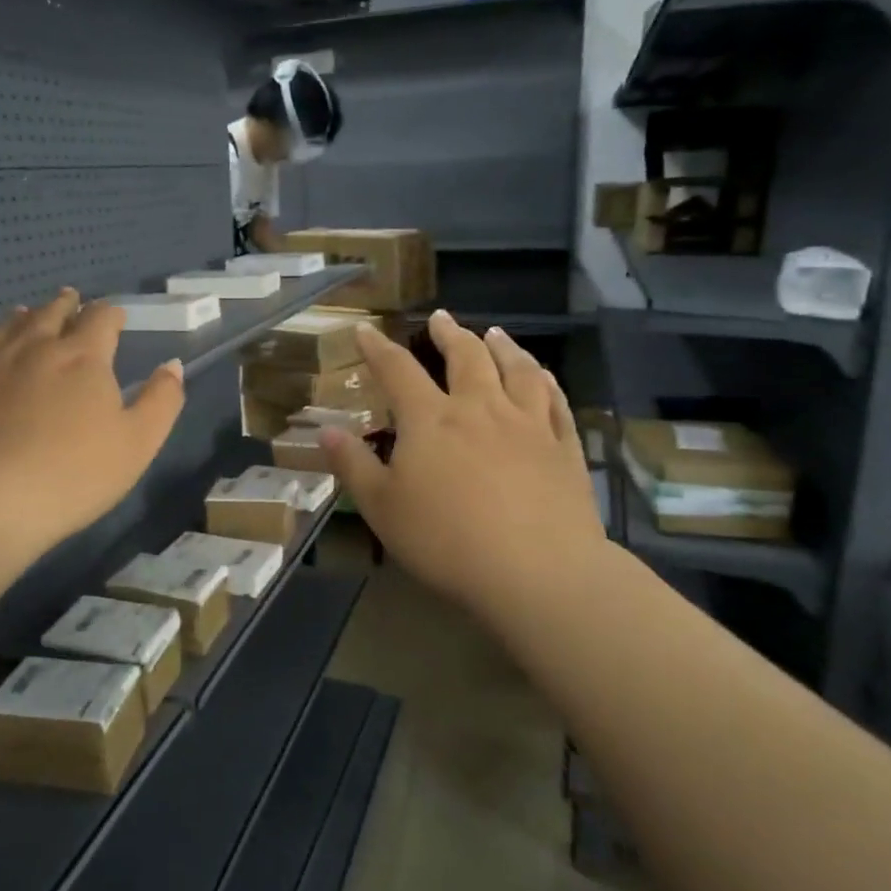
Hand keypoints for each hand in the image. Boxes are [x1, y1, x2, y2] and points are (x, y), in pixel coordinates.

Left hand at [0, 289, 185, 563]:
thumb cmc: (71, 477)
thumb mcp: (137, 445)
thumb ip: (161, 401)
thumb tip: (172, 364)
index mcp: (82, 358)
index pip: (101, 320)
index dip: (110, 314)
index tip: (115, 317)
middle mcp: (32, 346)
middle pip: (51, 313)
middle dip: (66, 305)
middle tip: (70, 299)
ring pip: (5, 325)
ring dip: (21, 316)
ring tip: (26, 311)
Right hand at [320, 312, 607, 622]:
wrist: (536, 571)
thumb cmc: (446, 540)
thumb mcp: (382, 508)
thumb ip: (353, 465)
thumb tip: (327, 430)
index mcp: (431, 420)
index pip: (398, 370)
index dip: (377, 348)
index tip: (365, 330)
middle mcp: (480, 408)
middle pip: (466, 356)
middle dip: (449, 334)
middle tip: (441, 319)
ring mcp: (528, 424)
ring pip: (517, 369)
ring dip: (503, 347)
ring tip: (495, 333)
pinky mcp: (563, 447)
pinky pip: (556, 401)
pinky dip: (546, 381)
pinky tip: (543, 377)